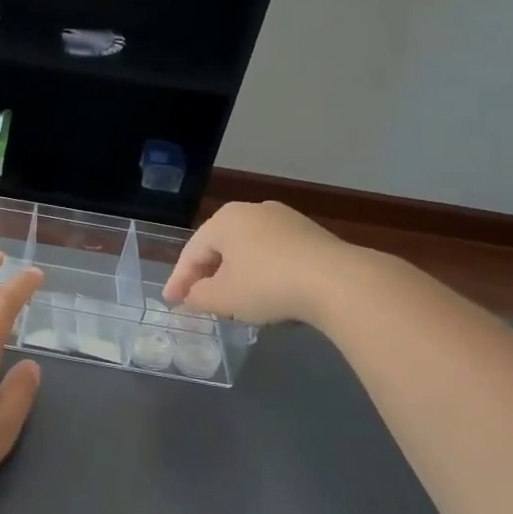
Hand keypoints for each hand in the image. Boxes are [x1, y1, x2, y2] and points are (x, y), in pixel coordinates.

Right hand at [163, 201, 355, 325]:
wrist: (340, 282)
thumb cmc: (268, 285)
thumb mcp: (222, 298)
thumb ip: (198, 297)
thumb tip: (192, 296)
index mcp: (224, 219)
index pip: (192, 252)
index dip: (179, 280)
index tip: (171, 303)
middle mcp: (253, 210)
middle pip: (220, 248)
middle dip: (208, 275)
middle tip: (198, 300)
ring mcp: (286, 220)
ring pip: (248, 251)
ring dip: (236, 275)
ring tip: (232, 300)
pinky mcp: (312, 235)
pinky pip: (274, 254)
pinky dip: (263, 273)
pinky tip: (266, 294)